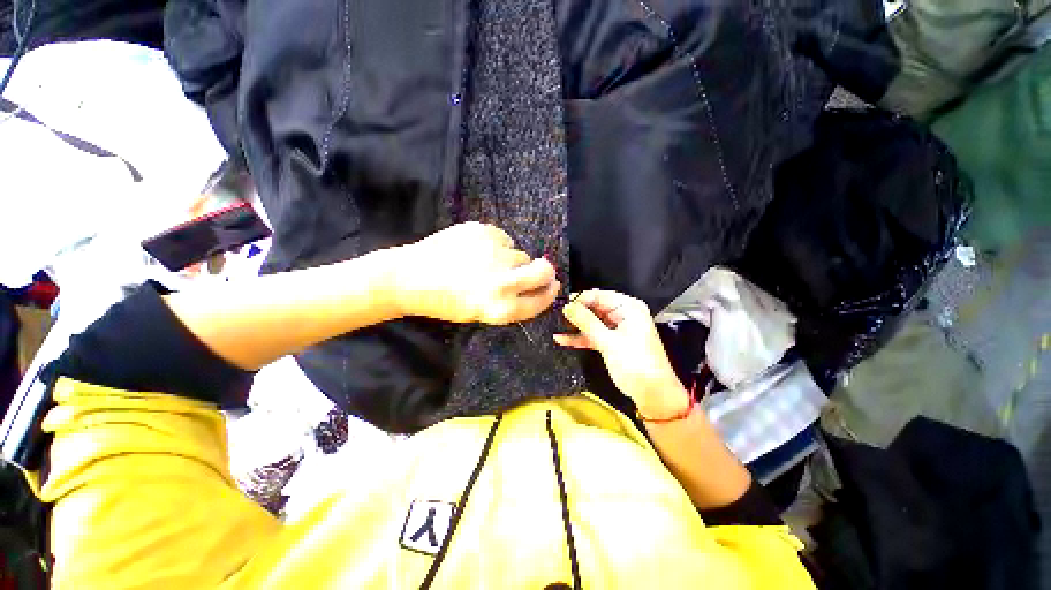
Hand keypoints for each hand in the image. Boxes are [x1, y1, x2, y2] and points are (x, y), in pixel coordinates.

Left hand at [391, 222, 559, 323]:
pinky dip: (497, 244)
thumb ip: (511, 302)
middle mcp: (504, 281)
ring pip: (520, 253)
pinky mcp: (484, 231)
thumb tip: (535, 285)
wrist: (411, 277)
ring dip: (512, 259)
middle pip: (543, 270)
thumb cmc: (445, 302)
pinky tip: (476, 250)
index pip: (540, 299)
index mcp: (501, 307)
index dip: (549, 293)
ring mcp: (495, 253)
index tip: (553, 285)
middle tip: (539, 269)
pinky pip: (503, 238)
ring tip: (487, 262)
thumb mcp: (481, 313)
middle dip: (545, 271)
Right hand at [555, 290, 689, 417]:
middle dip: (576, 313)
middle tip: (556, 316)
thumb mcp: (608, 342)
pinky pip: (593, 335)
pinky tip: (562, 339)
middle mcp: (623, 314)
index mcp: (629, 308)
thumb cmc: (636, 364)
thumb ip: (586, 322)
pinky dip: (580, 338)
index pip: (600, 296)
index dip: (580, 300)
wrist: (653, 394)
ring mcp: (617, 328)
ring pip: (592, 322)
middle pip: (595, 308)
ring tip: (556, 326)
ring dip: (576, 326)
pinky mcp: (612, 342)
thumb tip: (567, 306)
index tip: (562, 305)